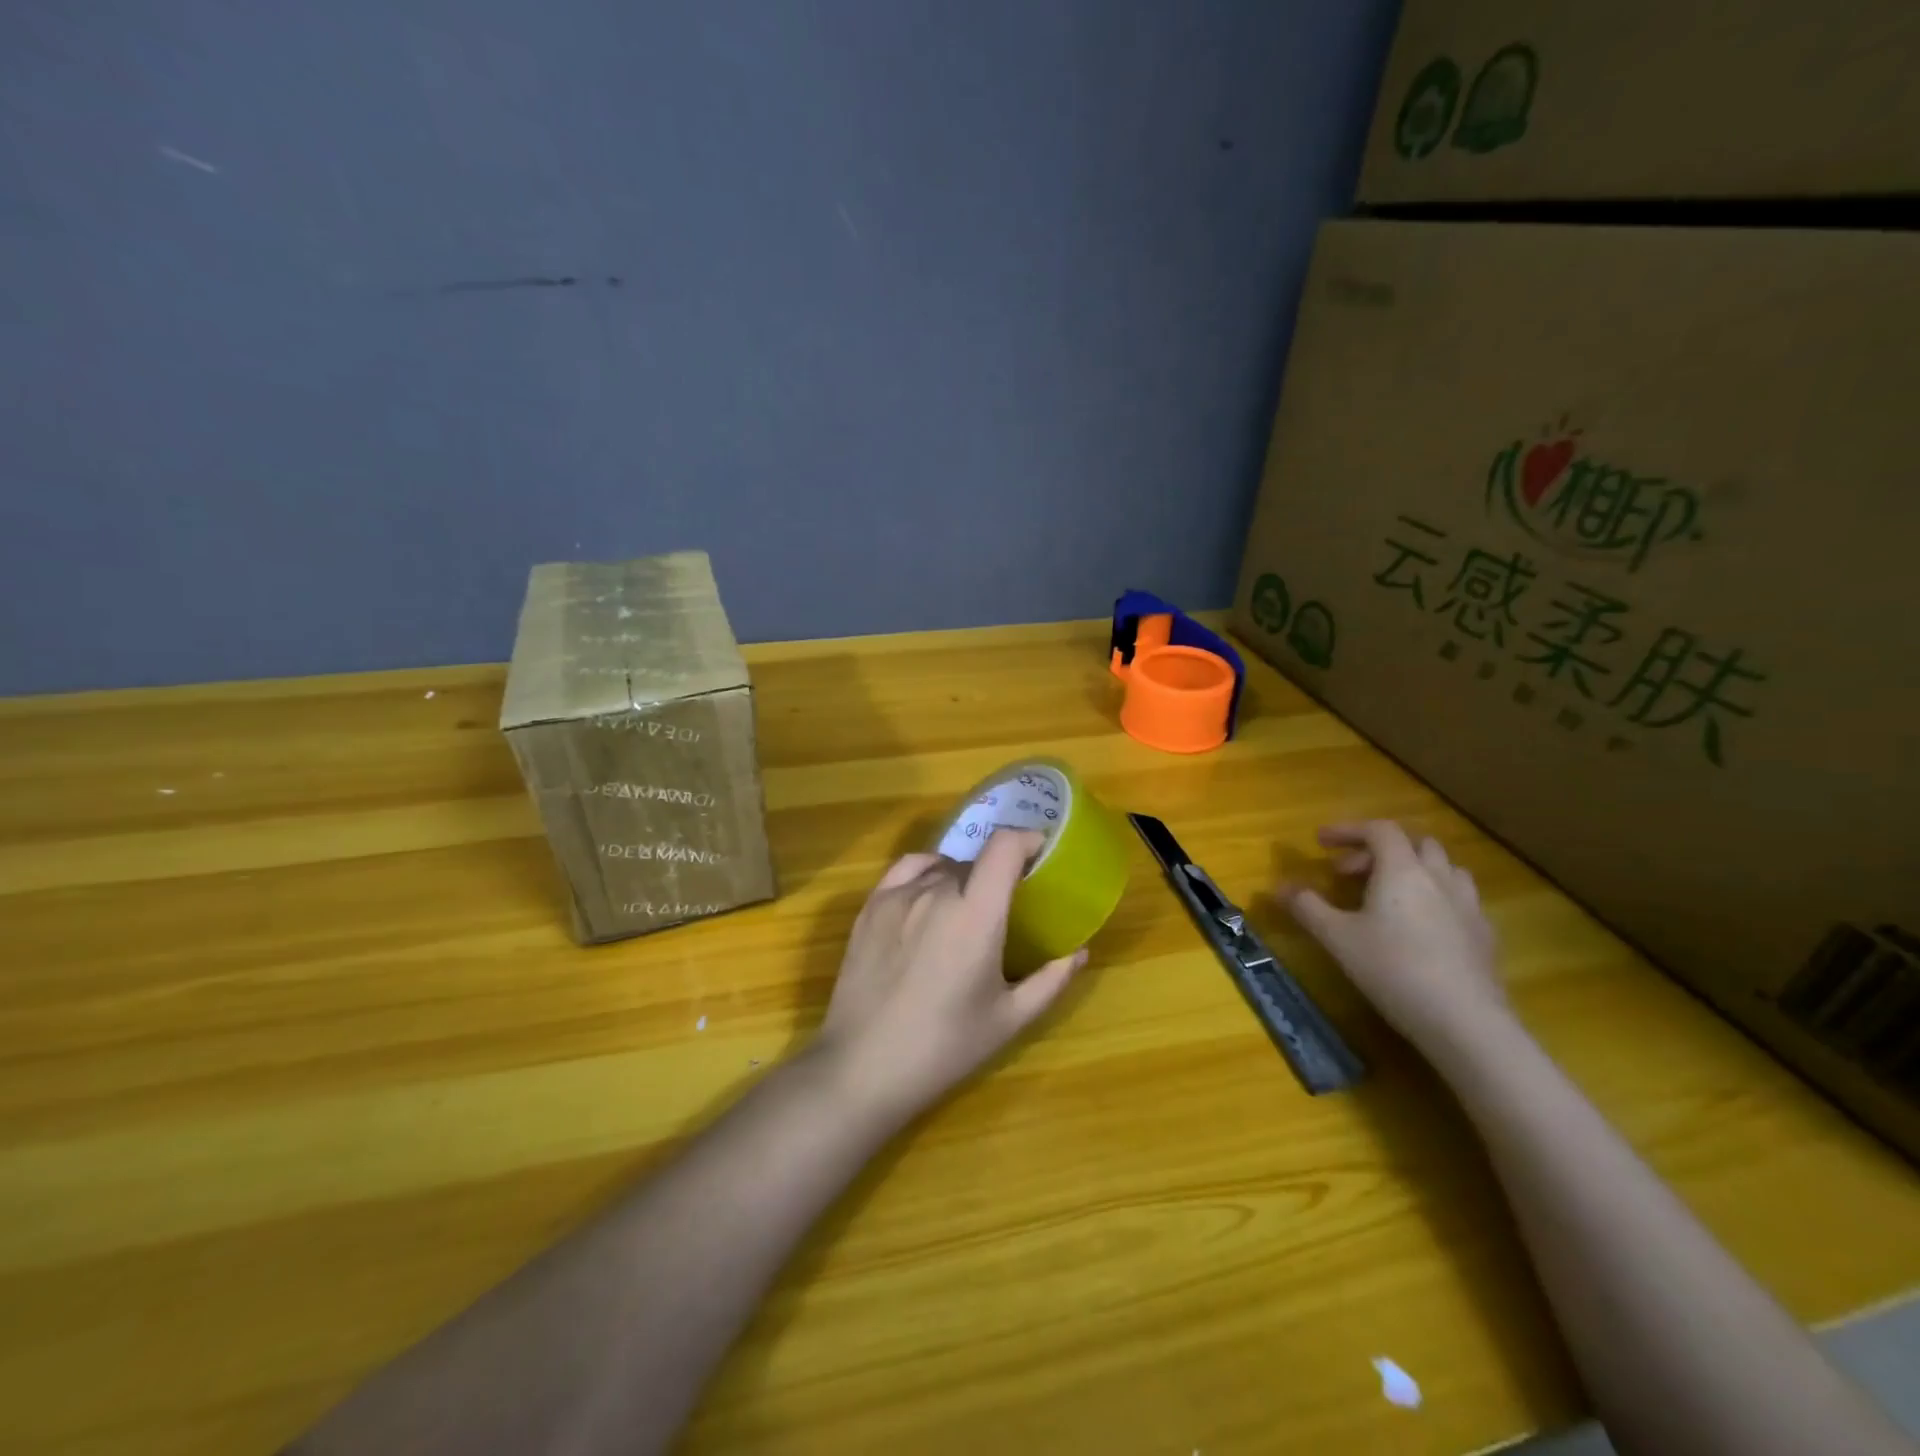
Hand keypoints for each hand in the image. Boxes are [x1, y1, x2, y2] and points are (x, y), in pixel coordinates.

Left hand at [815, 829, 1086, 1125]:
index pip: (1004, 847)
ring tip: (964, 913)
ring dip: (961, 879)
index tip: (1040, 854)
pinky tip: (929, 896)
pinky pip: (907, 870)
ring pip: (942, 868)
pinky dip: (927, 872)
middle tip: (1003, 907)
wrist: (863, 1066)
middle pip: (975, 862)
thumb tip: (1079, 952)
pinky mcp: (870, 906)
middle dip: (995, 875)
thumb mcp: (1009, 1020)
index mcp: (976, 914)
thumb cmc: (945, 1046)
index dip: (1027, 840)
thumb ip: (1050, 981)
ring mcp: (898, 896)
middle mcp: (936, 892)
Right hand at [1281, 821, 1505, 1055]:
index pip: (1379, 829)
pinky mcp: (1484, 935)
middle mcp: (1438, 878)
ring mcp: (1468, 906)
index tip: (1321, 842)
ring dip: (1413, 870)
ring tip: (1389, 895)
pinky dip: (1435, 897)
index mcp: (1402, 870)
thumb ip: (1307, 907)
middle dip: (1379, 850)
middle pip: (1414, 843)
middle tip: (1350, 874)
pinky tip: (1421, 928)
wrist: (1465, 1021)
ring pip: (1443, 868)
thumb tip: (1279, 887)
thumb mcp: (1337, 938)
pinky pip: (1459, 899)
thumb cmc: (1393, 969)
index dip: (1348, 829)